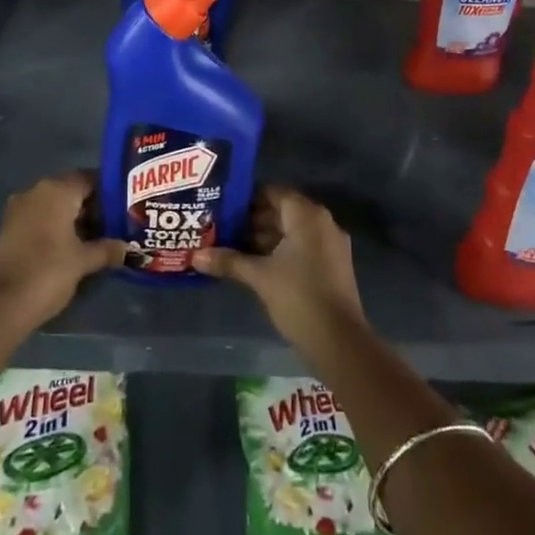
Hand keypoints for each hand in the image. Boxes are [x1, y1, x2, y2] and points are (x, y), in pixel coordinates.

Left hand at [0, 172, 125, 327]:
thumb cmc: (48, 272)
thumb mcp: (83, 261)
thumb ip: (107, 249)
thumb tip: (127, 247)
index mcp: (57, 190)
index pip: (90, 178)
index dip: (110, 191)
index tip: (126, 207)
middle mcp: (36, 191)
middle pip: (72, 190)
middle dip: (93, 207)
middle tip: (115, 225)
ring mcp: (19, 209)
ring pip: (55, 205)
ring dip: (74, 219)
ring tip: (97, 239)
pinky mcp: (9, 228)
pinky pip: (40, 218)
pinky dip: (57, 228)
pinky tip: (72, 248)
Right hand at [192, 186, 364, 352]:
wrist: (339, 342)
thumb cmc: (298, 297)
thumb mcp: (259, 277)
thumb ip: (229, 261)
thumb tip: (195, 256)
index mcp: (307, 216)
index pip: (274, 193)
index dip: (248, 198)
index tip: (224, 207)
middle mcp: (322, 222)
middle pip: (283, 211)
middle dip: (253, 220)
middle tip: (222, 227)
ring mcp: (331, 245)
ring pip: (292, 231)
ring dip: (265, 237)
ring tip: (232, 247)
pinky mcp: (333, 266)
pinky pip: (303, 247)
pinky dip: (281, 251)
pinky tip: (256, 265)